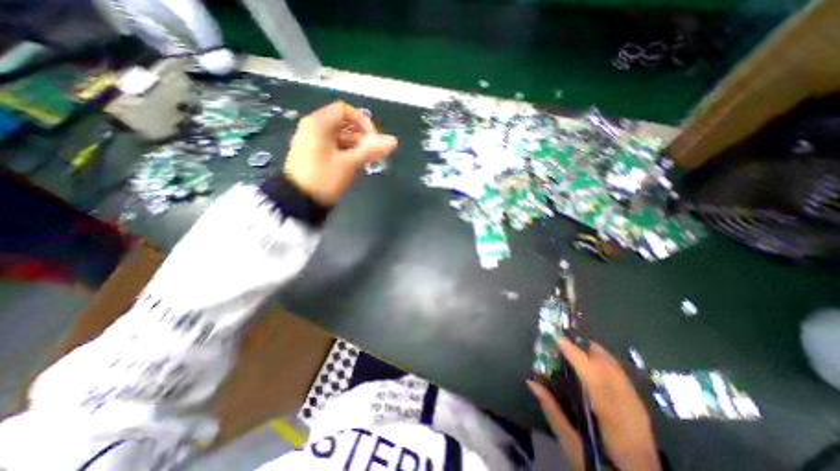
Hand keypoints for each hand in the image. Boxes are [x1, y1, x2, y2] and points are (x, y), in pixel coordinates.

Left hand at [283, 102, 397, 203]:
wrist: (299, 201)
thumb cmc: (323, 178)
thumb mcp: (348, 163)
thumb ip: (371, 150)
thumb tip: (393, 141)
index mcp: (318, 124)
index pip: (345, 111)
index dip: (363, 121)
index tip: (373, 139)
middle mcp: (315, 129)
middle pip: (344, 125)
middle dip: (362, 137)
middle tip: (374, 153)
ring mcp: (314, 143)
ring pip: (341, 138)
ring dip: (357, 147)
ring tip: (370, 161)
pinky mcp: (315, 155)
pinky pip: (335, 148)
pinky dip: (348, 154)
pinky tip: (359, 164)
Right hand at [526, 339, 658, 470]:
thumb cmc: (601, 467)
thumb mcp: (572, 445)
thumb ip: (552, 411)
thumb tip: (532, 382)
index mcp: (611, 418)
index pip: (592, 377)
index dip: (574, 354)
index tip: (557, 337)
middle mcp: (628, 408)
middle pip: (608, 367)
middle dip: (586, 347)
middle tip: (565, 338)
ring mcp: (638, 407)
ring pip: (617, 368)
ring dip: (596, 353)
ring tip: (576, 346)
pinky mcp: (641, 408)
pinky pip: (621, 376)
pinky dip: (606, 363)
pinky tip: (595, 363)